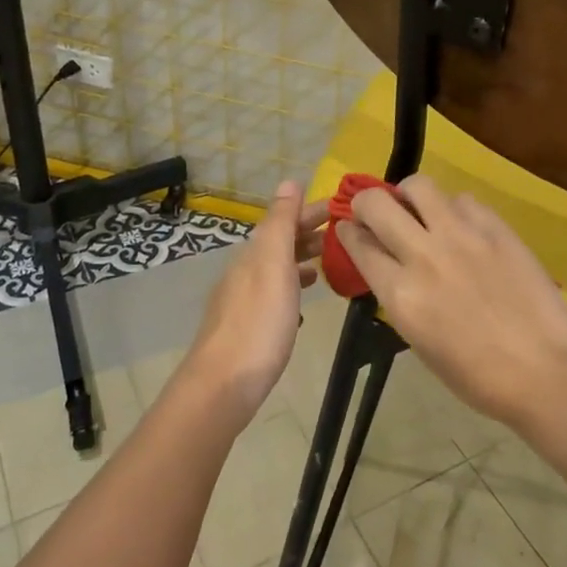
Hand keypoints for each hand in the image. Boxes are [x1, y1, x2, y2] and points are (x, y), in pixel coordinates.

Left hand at [180, 181, 327, 430]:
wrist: (223, 385)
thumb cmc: (259, 323)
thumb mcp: (274, 265)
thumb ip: (281, 224)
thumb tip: (289, 181)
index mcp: (254, 254)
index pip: (284, 220)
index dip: (310, 211)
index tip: (342, 209)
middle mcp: (245, 271)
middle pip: (279, 243)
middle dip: (308, 234)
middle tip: (343, 234)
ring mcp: (243, 301)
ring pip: (276, 269)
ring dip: (301, 260)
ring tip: (326, 264)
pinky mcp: (246, 327)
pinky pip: (273, 295)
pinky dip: (291, 288)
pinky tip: (302, 303)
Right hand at [337, 175, 566, 427]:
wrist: (546, 372)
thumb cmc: (478, 377)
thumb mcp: (420, 343)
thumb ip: (400, 298)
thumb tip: (390, 269)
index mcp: (400, 294)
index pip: (358, 244)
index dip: (348, 232)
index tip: (350, 230)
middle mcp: (423, 255)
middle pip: (376, 203)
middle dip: (366, 203)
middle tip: (375, 213)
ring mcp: (461, 235)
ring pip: (419, 186)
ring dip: (409, 195)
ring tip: (419, 209)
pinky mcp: (495, 227)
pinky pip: (463, 200)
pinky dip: (454, 209)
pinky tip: (464, 228)